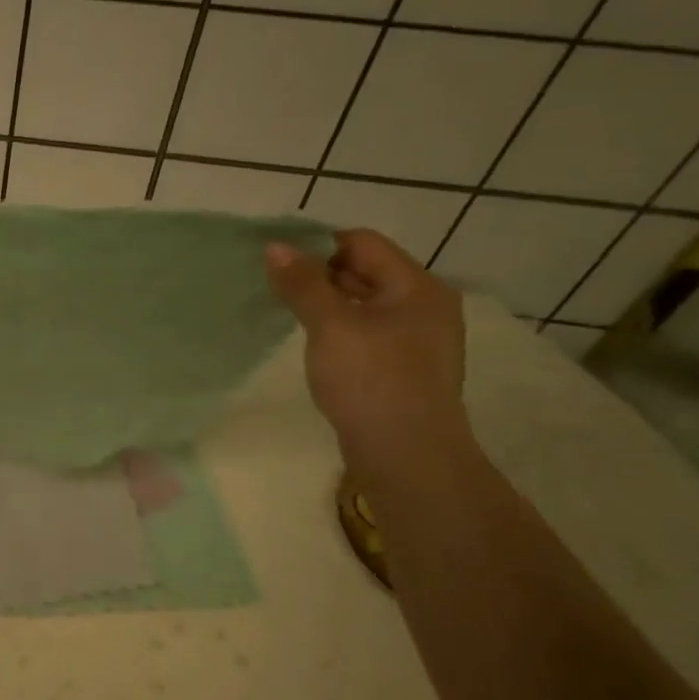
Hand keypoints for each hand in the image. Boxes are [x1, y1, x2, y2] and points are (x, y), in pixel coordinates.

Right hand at [265, 228, 467, 454]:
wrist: (406, 456)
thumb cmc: (371, 380)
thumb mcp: (330, 325)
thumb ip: (303, 283)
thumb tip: (274, 247)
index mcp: (417, 287)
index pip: (362, 244)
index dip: (318, 247)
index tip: (277, 264)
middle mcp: (424, 306)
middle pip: (364, 271)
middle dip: (319, 275)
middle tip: (275, 289)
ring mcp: (416, 340)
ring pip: (362, 305)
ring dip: (326, 305)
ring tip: (288, 315)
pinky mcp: (403, 369)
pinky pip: (366, 334)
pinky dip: (338, 331)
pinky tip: (315, 347)